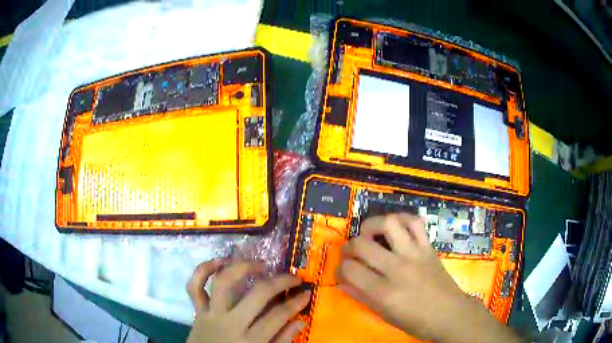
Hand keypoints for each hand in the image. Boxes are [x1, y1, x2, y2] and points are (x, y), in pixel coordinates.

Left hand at [186, 260, 309, 342]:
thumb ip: (281, 341)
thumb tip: (300, 321)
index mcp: (250, 341)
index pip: (278, 316)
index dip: (296, 302)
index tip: (306, 292)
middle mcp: (230, 323)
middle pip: (256, 295)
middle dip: (279, 282)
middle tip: (293, 276)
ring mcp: (211, 314)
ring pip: (223, 282)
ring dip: (243, 267)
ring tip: (260, 265)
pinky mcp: (197, 310)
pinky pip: (194, 286)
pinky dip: (203, 270)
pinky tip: (219, 261)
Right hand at [336, 213, 522, 342]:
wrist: (449, 313)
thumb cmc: (415, 321)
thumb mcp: (383, 314)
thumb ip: (361, 296)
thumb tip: (342, 281)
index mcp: (383, 292)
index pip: (349, 270)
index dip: (340, 269)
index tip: (342, 271)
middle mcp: (397, 269)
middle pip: (362, 244)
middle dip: (349, 246)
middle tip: (351, 252)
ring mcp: (414, 254)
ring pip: (389, 224)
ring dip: (372, 225)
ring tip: (369, 233)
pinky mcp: (428, 247)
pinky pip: (415, 222)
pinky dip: (402, 219)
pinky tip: (395, 227)